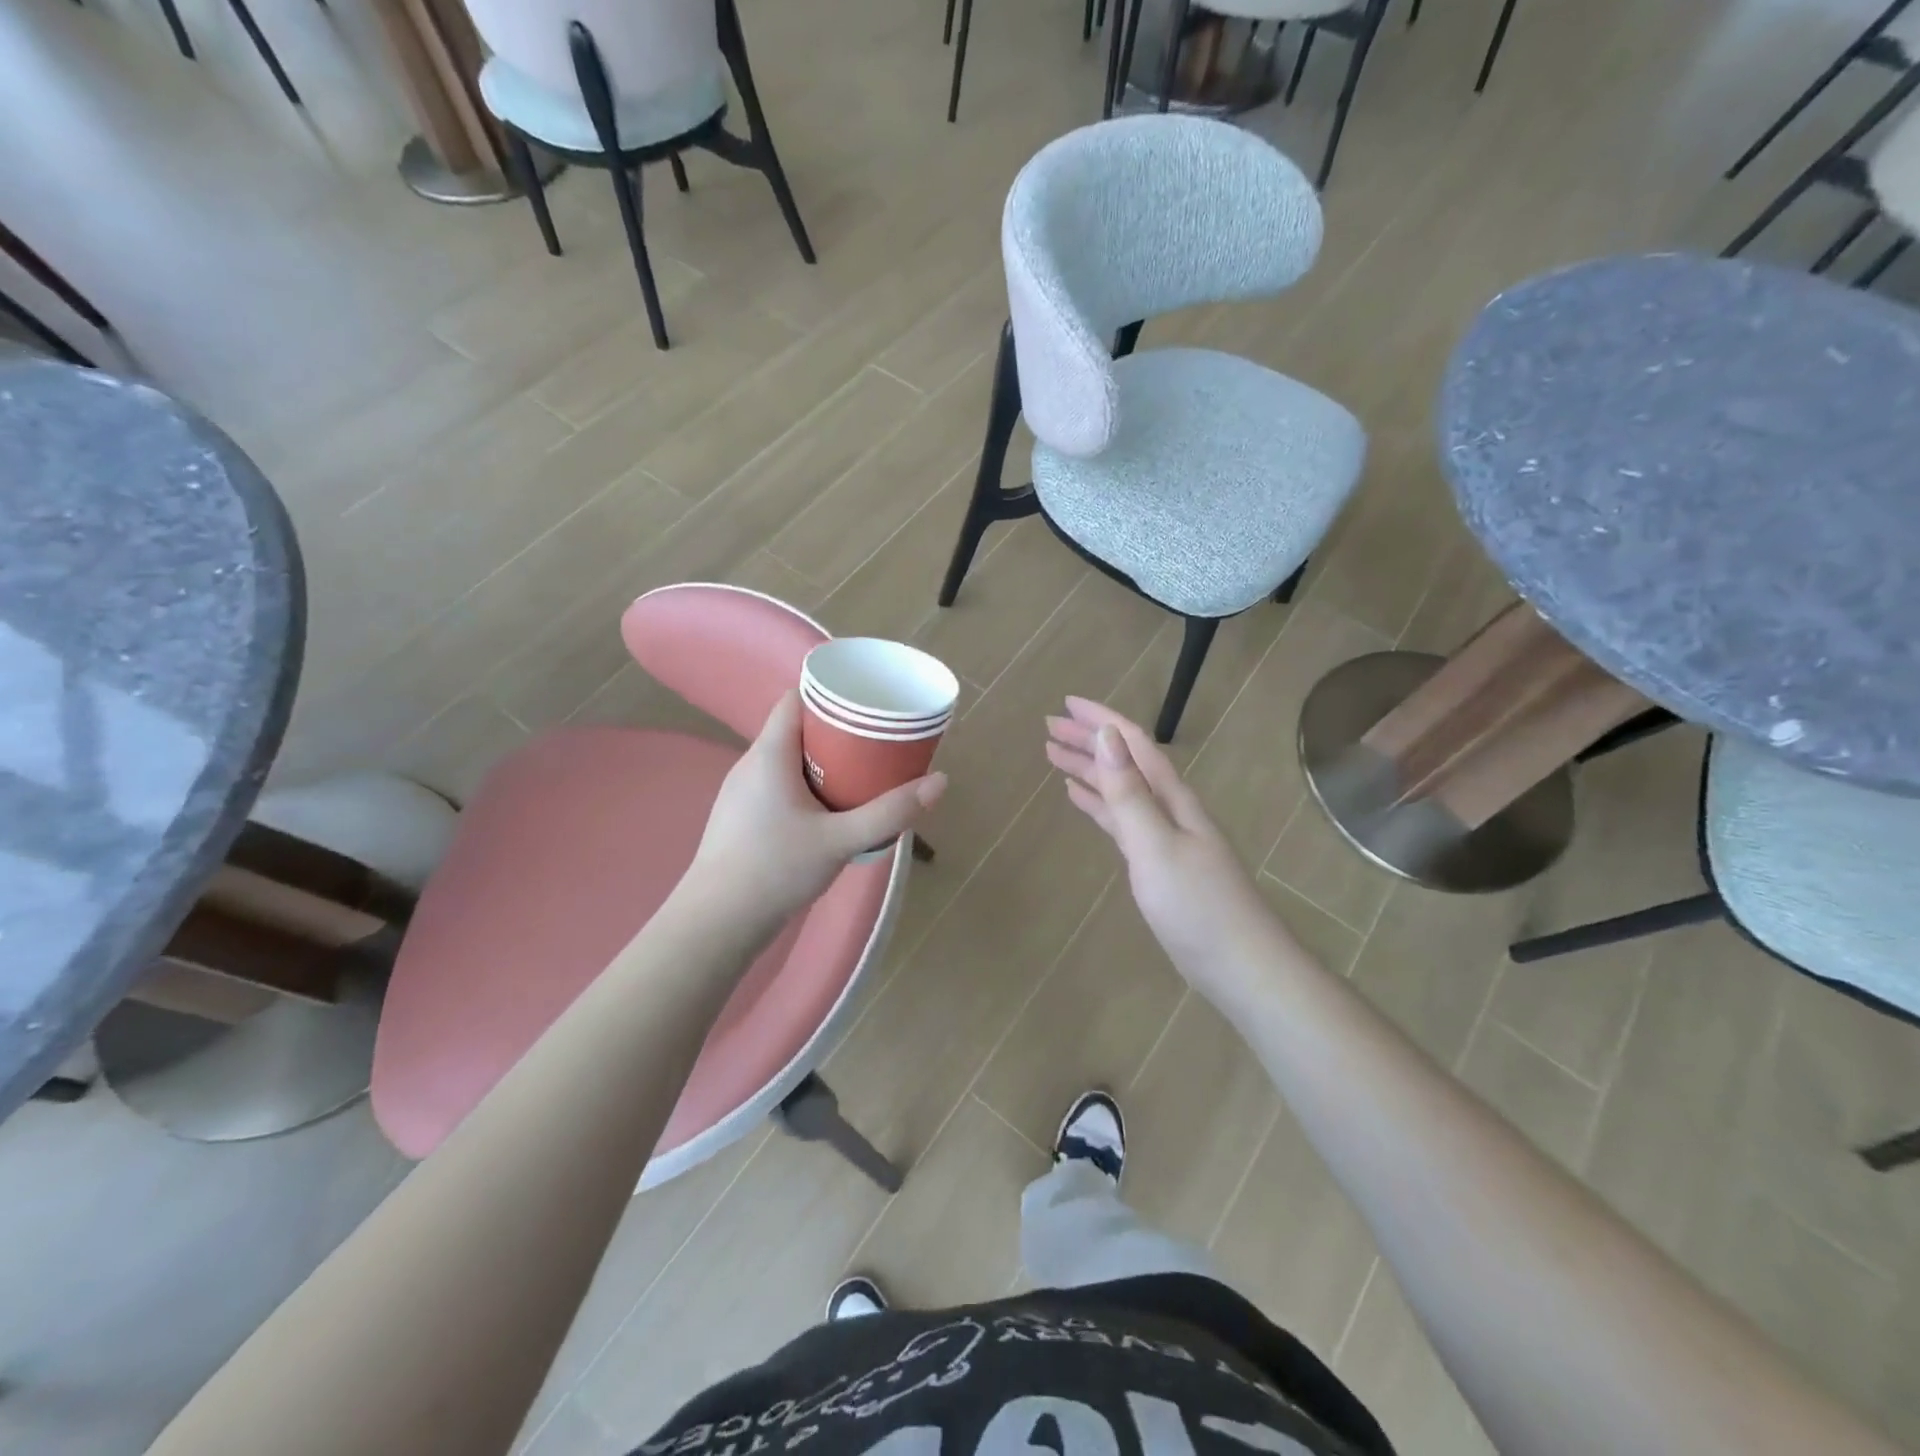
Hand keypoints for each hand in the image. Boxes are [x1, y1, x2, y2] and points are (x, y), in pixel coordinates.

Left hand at [689, 691, 945, 926]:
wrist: (717, 923)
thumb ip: (890, 812)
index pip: (795, 699)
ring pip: (789, 759)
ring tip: (862, 772)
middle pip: (797, 728)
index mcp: (770, 754)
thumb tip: (941, 781)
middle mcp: (751, 764)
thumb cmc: (776, 870)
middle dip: (837, 731)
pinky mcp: (742, 817)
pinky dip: (807, 784)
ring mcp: (742, 792)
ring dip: (823, 760)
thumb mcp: (841, 840)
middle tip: (877, 742)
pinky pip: (780, 783)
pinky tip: (830, 808)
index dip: (830, 694)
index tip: (867, 703)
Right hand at [1046, 697, 1288, 999]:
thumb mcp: (1156, 846)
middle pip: (1124, 762)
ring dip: (1089, 769)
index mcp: (1173, 798)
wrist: (1241, 966)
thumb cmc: (1197, 906)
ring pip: (1120, 789)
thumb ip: (1129, 794)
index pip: (1133, 744)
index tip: (1064, 703)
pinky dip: (1099, 804)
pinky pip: (1121, 819)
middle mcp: (1170, 808)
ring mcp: (1165, 836)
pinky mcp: (1158, 863)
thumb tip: (1107, 736)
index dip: (1100, 720)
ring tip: (1053, 755)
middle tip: (1048, 727)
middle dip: (1088, 740)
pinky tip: (1080, 798)